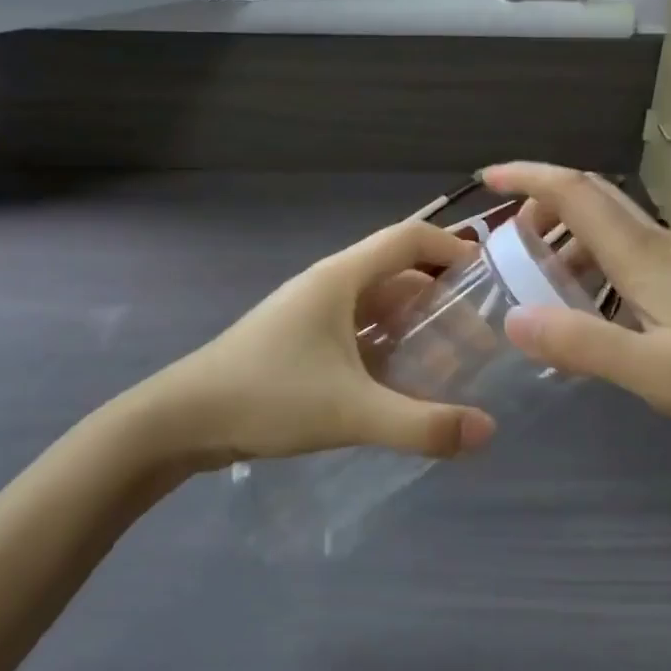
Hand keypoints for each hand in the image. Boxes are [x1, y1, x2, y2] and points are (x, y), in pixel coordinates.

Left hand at [138, 218, 497, 466]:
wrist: (181, 419)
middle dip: (440, 300)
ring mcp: (310, 313)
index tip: (489, 276)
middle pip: (396, 274)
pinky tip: (401, 382)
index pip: (408, 238)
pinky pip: (356, 330)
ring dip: (412, 326)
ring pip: (376, 306)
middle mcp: (328, 285)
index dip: (451, 248)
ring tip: (448, 362)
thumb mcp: (351, 411)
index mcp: (340, 278)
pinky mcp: (299, 340)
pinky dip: (385, 346)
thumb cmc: (268, 396)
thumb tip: (487, 432)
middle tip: (477, 337)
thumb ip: (421, 424)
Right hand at [482, 163, 670, 449]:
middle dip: (543, 202)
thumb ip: (583, 343)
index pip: (575, 192)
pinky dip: (599, 261)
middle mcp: (662, 243)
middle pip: (594, 197)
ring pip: (614, 227)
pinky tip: (599, 306)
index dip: (528, 176)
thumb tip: (513, 319)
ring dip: (570, 237)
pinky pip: (635, 253)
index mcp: (644, 256)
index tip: (488, 177)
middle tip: (507, 236)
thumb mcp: (655, 372)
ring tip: (542, 277)